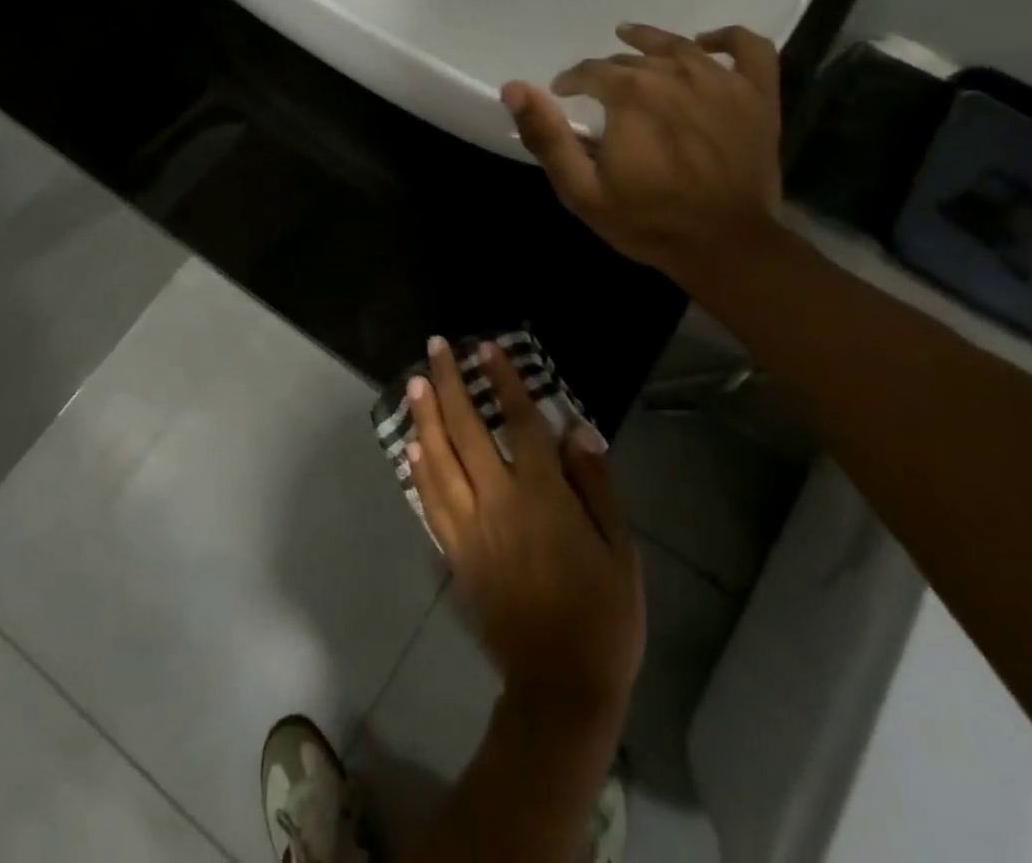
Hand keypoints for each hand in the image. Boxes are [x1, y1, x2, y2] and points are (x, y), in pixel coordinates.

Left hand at [406, 338, 644, 719]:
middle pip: (467, 430)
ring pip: (439, 459)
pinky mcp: (454, 553)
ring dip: (425, 416)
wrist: (561, 684)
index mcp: (543, 497)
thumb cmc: (603, 614)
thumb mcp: (620, 548)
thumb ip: (595, 483)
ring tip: (414, 381)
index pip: (518, 423)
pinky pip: (430, 501)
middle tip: (435, 347)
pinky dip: (419, 469)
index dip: (502, 381)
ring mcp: (469, 528)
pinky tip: (412, 445)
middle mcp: (498, 502)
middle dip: (449, 383)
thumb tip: (575, 427)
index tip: (485, 348)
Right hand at [501, 24, 784, 276]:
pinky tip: (706, 43)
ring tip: (630, 39)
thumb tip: (514, 88)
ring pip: (679, 45)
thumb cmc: (647, 220)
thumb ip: (546, 136)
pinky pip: (749, 47)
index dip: (570, 82)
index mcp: (630, 93)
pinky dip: (727, 37)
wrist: (725, 245)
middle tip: (597, 91)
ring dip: (649, 41)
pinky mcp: (758, 94)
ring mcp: (722, 80)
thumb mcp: (581, 188)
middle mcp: (675, 73)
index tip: (562, 96)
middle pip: (632, 60)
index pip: (590, 72)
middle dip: (607, 72)